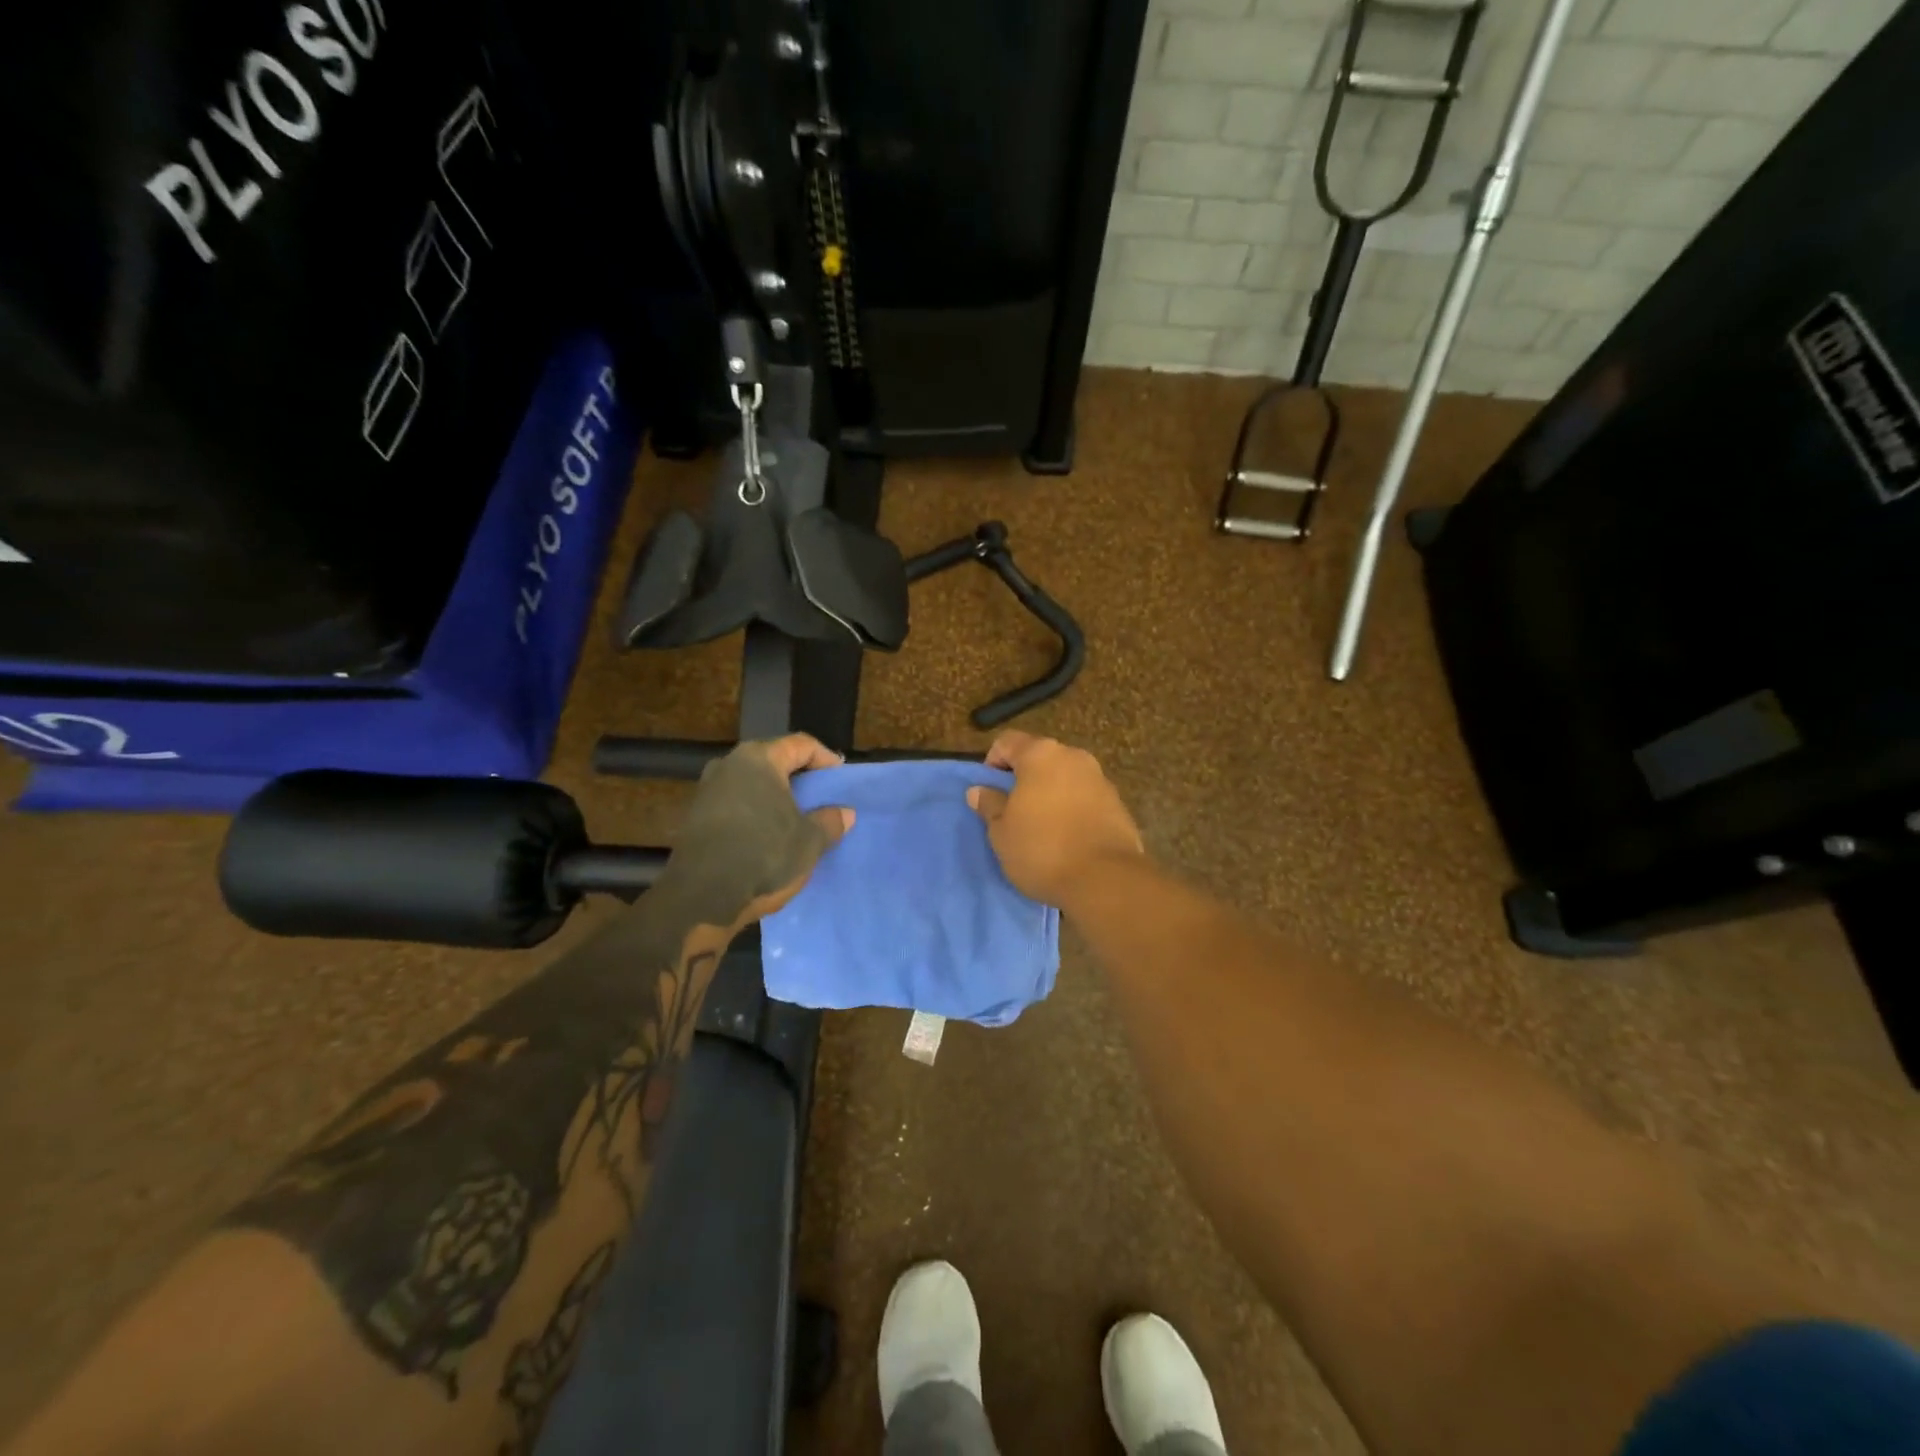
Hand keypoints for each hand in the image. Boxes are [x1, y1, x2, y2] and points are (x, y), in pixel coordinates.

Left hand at [671, 734, 854, 928]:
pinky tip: (769, 836)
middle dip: (799, 777)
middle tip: (821, 796)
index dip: (825, 758)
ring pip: (752, 784)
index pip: (800, 745)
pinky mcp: (695, 817)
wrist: (701, 898)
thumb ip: (830, 821)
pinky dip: (756, 813)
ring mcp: (707, 790)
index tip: (840, 777)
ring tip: (797, 818)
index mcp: (759, 759)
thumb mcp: (810, 841)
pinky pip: (735, 804)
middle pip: (773, 761)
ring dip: (775, 797)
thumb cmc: (764, 856)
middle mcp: (729, 765)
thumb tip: (844, 813)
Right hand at [967, 730, 1144, 906]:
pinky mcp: (1118, 804)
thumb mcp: (1002, 832)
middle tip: (1013, 811)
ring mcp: (1100, 779)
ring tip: (1041, 828)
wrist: (1104, 880)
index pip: (1007, 742)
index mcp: (1040, 755)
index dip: (992, 763)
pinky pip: (1085, 798)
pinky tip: (1067, 838)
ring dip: (1050, 794)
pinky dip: (1073, 809)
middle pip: (1039, 758)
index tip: (989, 793)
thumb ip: (990, 805)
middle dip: (1024, 779)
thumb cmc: (1041, 849)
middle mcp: (1073, 757)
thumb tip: (979, 790)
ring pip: (1065, 778)